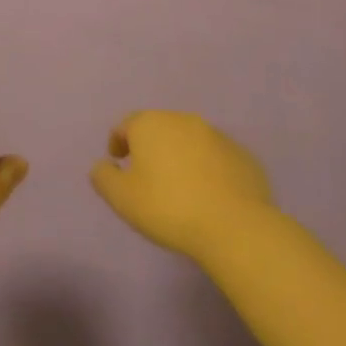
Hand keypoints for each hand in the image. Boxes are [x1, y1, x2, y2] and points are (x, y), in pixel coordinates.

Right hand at [90, 111, 273, 260]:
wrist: (234, 226)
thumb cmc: (168, 207)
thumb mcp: (121, 198)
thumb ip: (103, 177)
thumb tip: (102, 165)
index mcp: (151, 124)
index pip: (126, 124)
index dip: (118, 141)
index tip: (118, 161)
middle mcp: (183, 120)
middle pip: (159, 128)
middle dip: (151, 146)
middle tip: (147, 174)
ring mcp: (217, 135)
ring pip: (190, 140)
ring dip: (181, 156)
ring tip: (180, 185)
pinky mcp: (243, 155)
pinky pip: (217, 157)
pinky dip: (209, 168)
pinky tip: (210, 194)